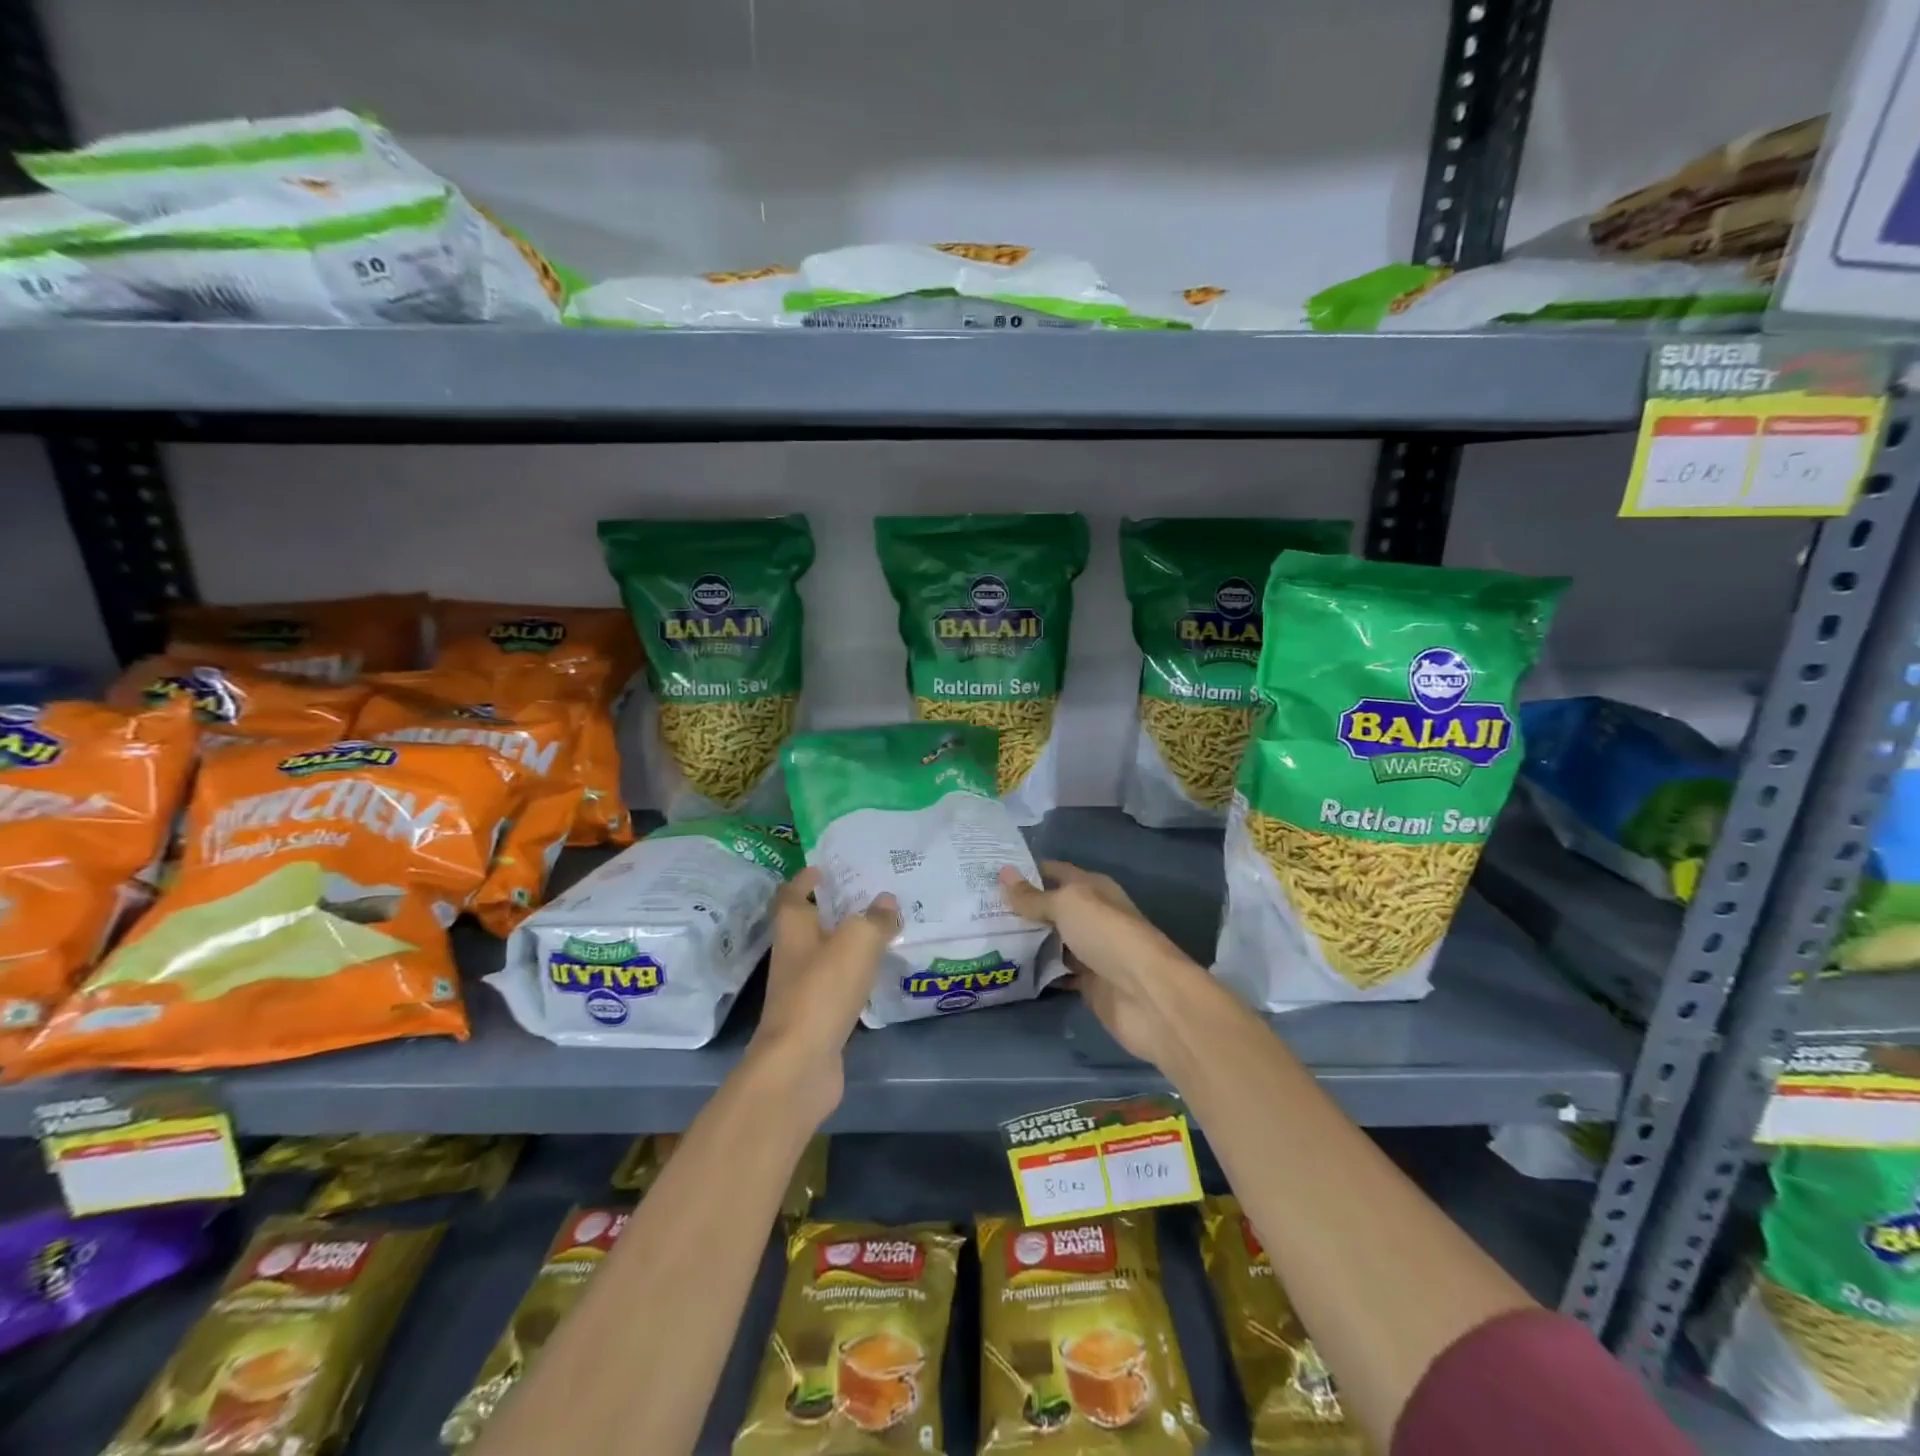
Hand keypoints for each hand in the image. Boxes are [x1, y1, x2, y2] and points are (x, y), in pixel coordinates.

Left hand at [746, 868, 898, 1123]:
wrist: (800, 1065)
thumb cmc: (822, 991)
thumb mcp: (857, 942)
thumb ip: (875, 918)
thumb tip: (887, 900)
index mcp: (794, 929)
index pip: (793, 894)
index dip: (806, 879)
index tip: (826, 867)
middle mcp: (794, 955)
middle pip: (812, 923)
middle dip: (837, 908)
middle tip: (871, 893)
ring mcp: (804, 988)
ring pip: (828, 954)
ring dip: (849, 941)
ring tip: (884, 927)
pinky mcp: (818, 1017)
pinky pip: (839, 984)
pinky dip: (856, 974)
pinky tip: (880, 971)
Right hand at [998, 860, 1200, 1067]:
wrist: (1146, 994)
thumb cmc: (1107, 935)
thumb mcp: (1067, 905)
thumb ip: (1033, 896)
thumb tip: (1002, 873)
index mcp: (1092, 888)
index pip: (1054, 871)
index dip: (1025, 871)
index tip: (988, 873)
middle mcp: (1091, 915)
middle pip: (1050, 907)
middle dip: (1019, 907)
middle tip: (976, 906)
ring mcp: (1089, 950)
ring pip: (1051, 940)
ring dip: (1025, 939)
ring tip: (983, 935)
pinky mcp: (1086, 983)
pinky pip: (1056, 971)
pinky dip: (1036, 970)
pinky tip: (1007, 968)